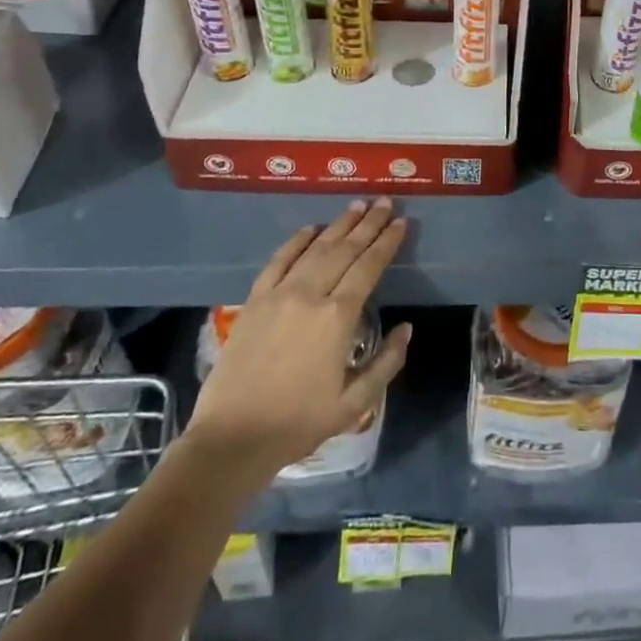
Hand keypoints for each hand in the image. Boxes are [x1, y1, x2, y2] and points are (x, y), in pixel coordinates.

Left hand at [188, 199, 411, 467]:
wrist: (233, 439)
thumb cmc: (299, 422)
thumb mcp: (355, 403)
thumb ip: (387, 362)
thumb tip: (407, 328)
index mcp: (338, 317)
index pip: (369, 267)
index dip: (387, 242)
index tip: (401, 222)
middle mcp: (310, 295)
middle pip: (345, 250)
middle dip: (369, 224)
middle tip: (385, 202)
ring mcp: (279, 294)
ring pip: (315, 249)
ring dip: (339, 225)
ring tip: (357, 206)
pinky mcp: (254, 301)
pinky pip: (278, 261)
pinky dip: (296, 241)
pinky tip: (310, 229)